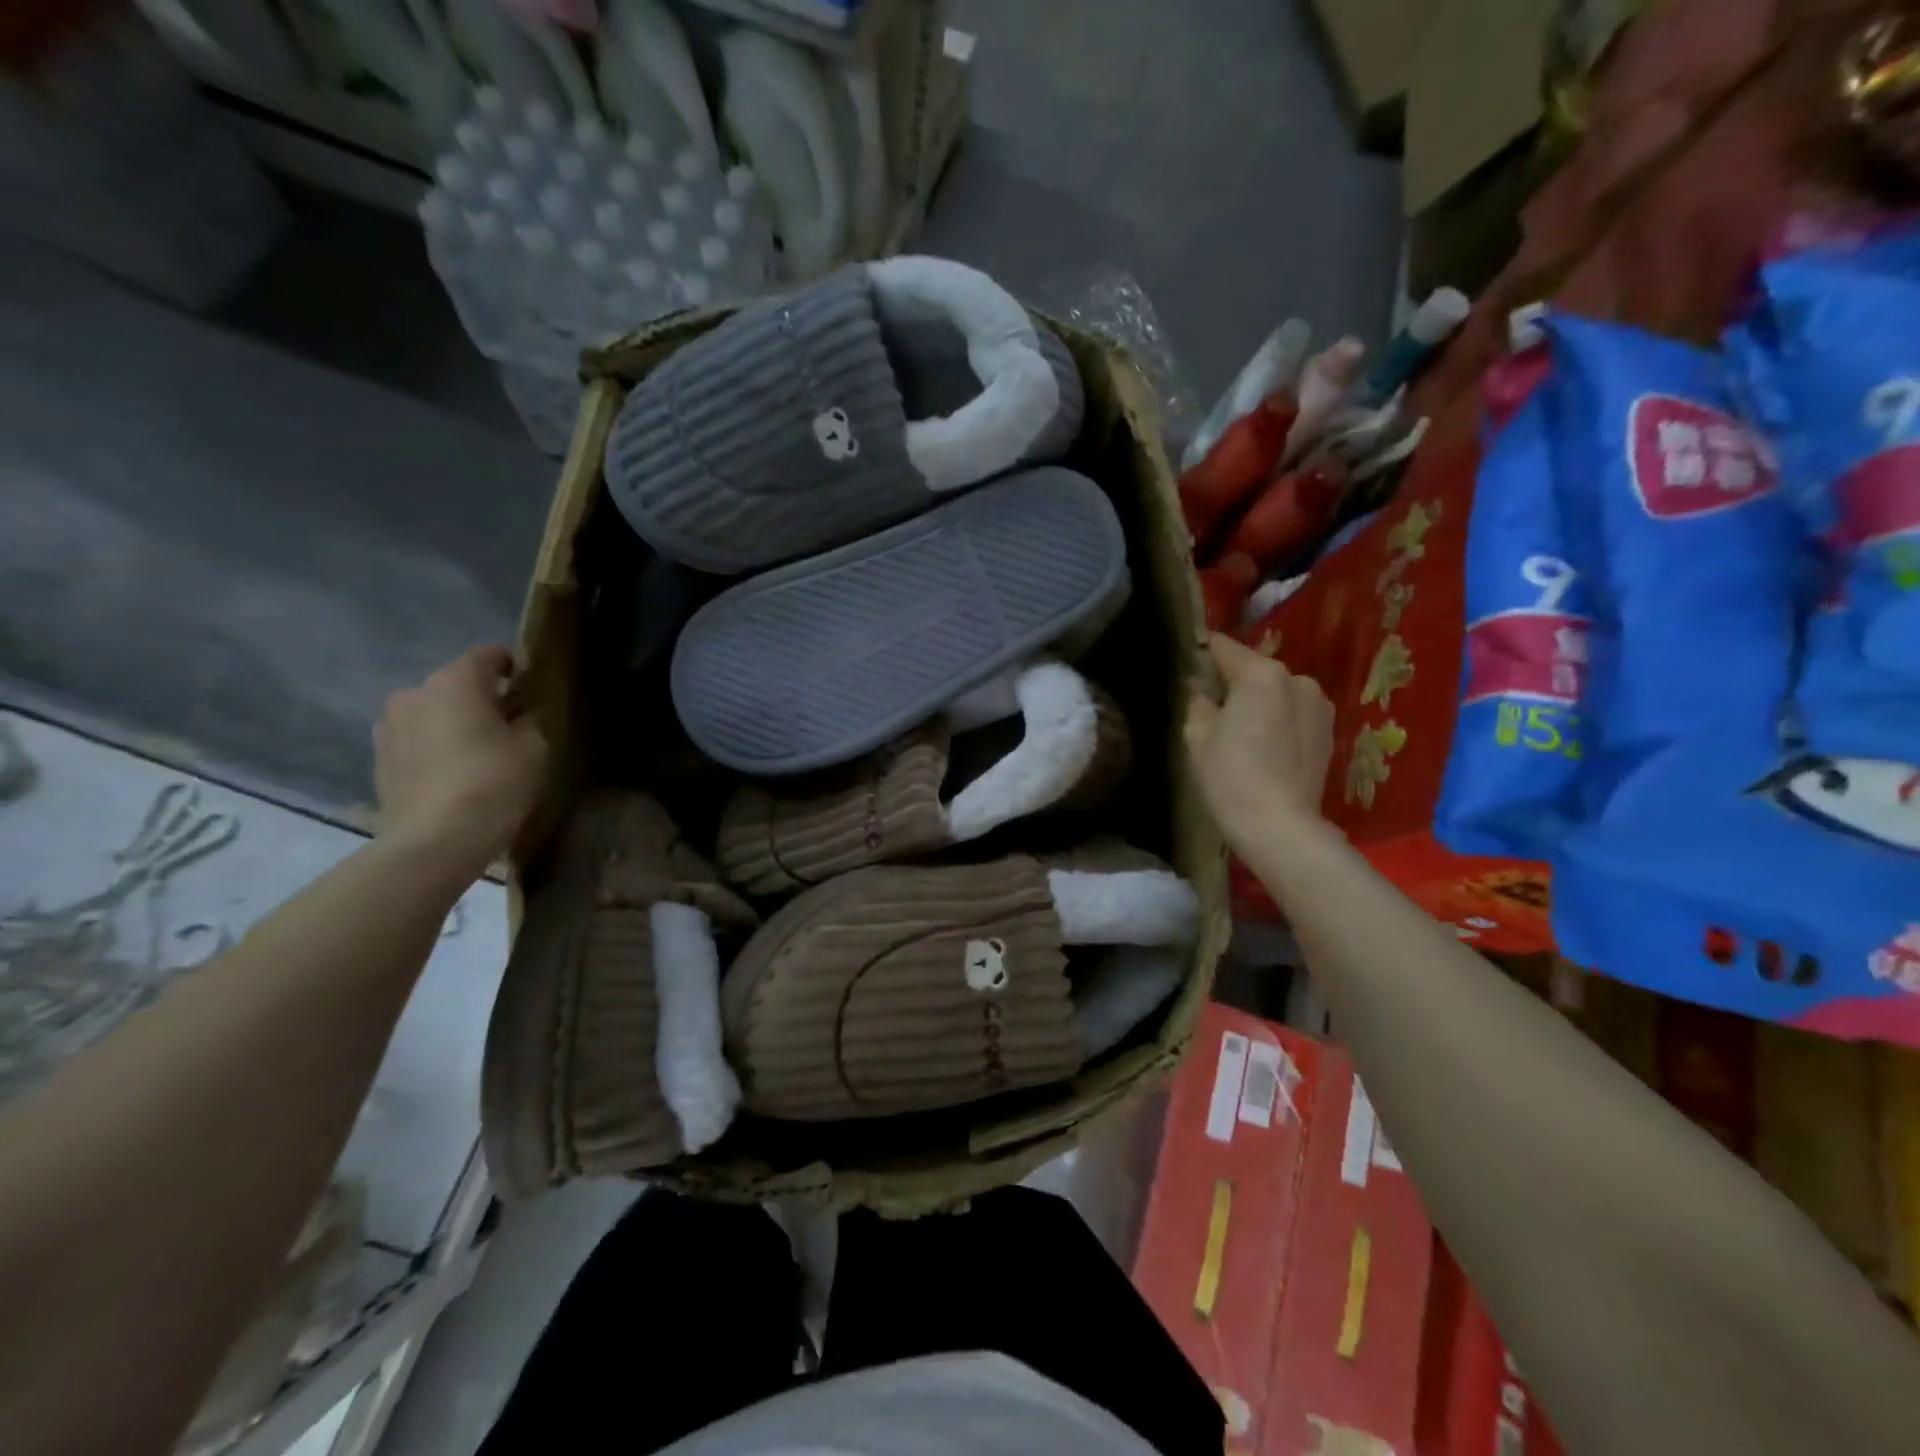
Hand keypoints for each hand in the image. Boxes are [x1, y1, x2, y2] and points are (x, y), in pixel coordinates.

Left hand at [374, 647, 547, 870]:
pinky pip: (416, 740)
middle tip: (508, 723)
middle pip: (456, 685)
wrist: (436, 839)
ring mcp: (389, 726)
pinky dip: (436, 747)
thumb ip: (528, 720)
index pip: (488, 656)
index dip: (512, 665)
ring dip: (454, 723)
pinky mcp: (379, 758)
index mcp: (455, 681)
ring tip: (479, 750)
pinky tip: (455, 772)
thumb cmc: (494, 782)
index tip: (530, 686)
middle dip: (481, 698)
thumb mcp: (533, 747)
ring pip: (432, 713)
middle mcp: (415, 693)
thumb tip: (519, 714)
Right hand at [1184, 633, 1334, 855]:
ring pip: (1277, 691)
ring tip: (1241, 730)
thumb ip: (1198, 701)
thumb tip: (1201, 687)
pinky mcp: (1329, 730)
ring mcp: (1319, 704)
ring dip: (1259, 701)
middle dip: (1233, 681)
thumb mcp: (1197, 736)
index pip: (1224, 647)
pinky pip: (1294, 712)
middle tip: (1211, 706)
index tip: (1188, 663)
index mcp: (1261, 674)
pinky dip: (1278, 719)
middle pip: (1254, 669)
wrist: (1280, 826)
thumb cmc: (1230, 777)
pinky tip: (1265, 746)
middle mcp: (1297, 679)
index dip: (1202, 652)